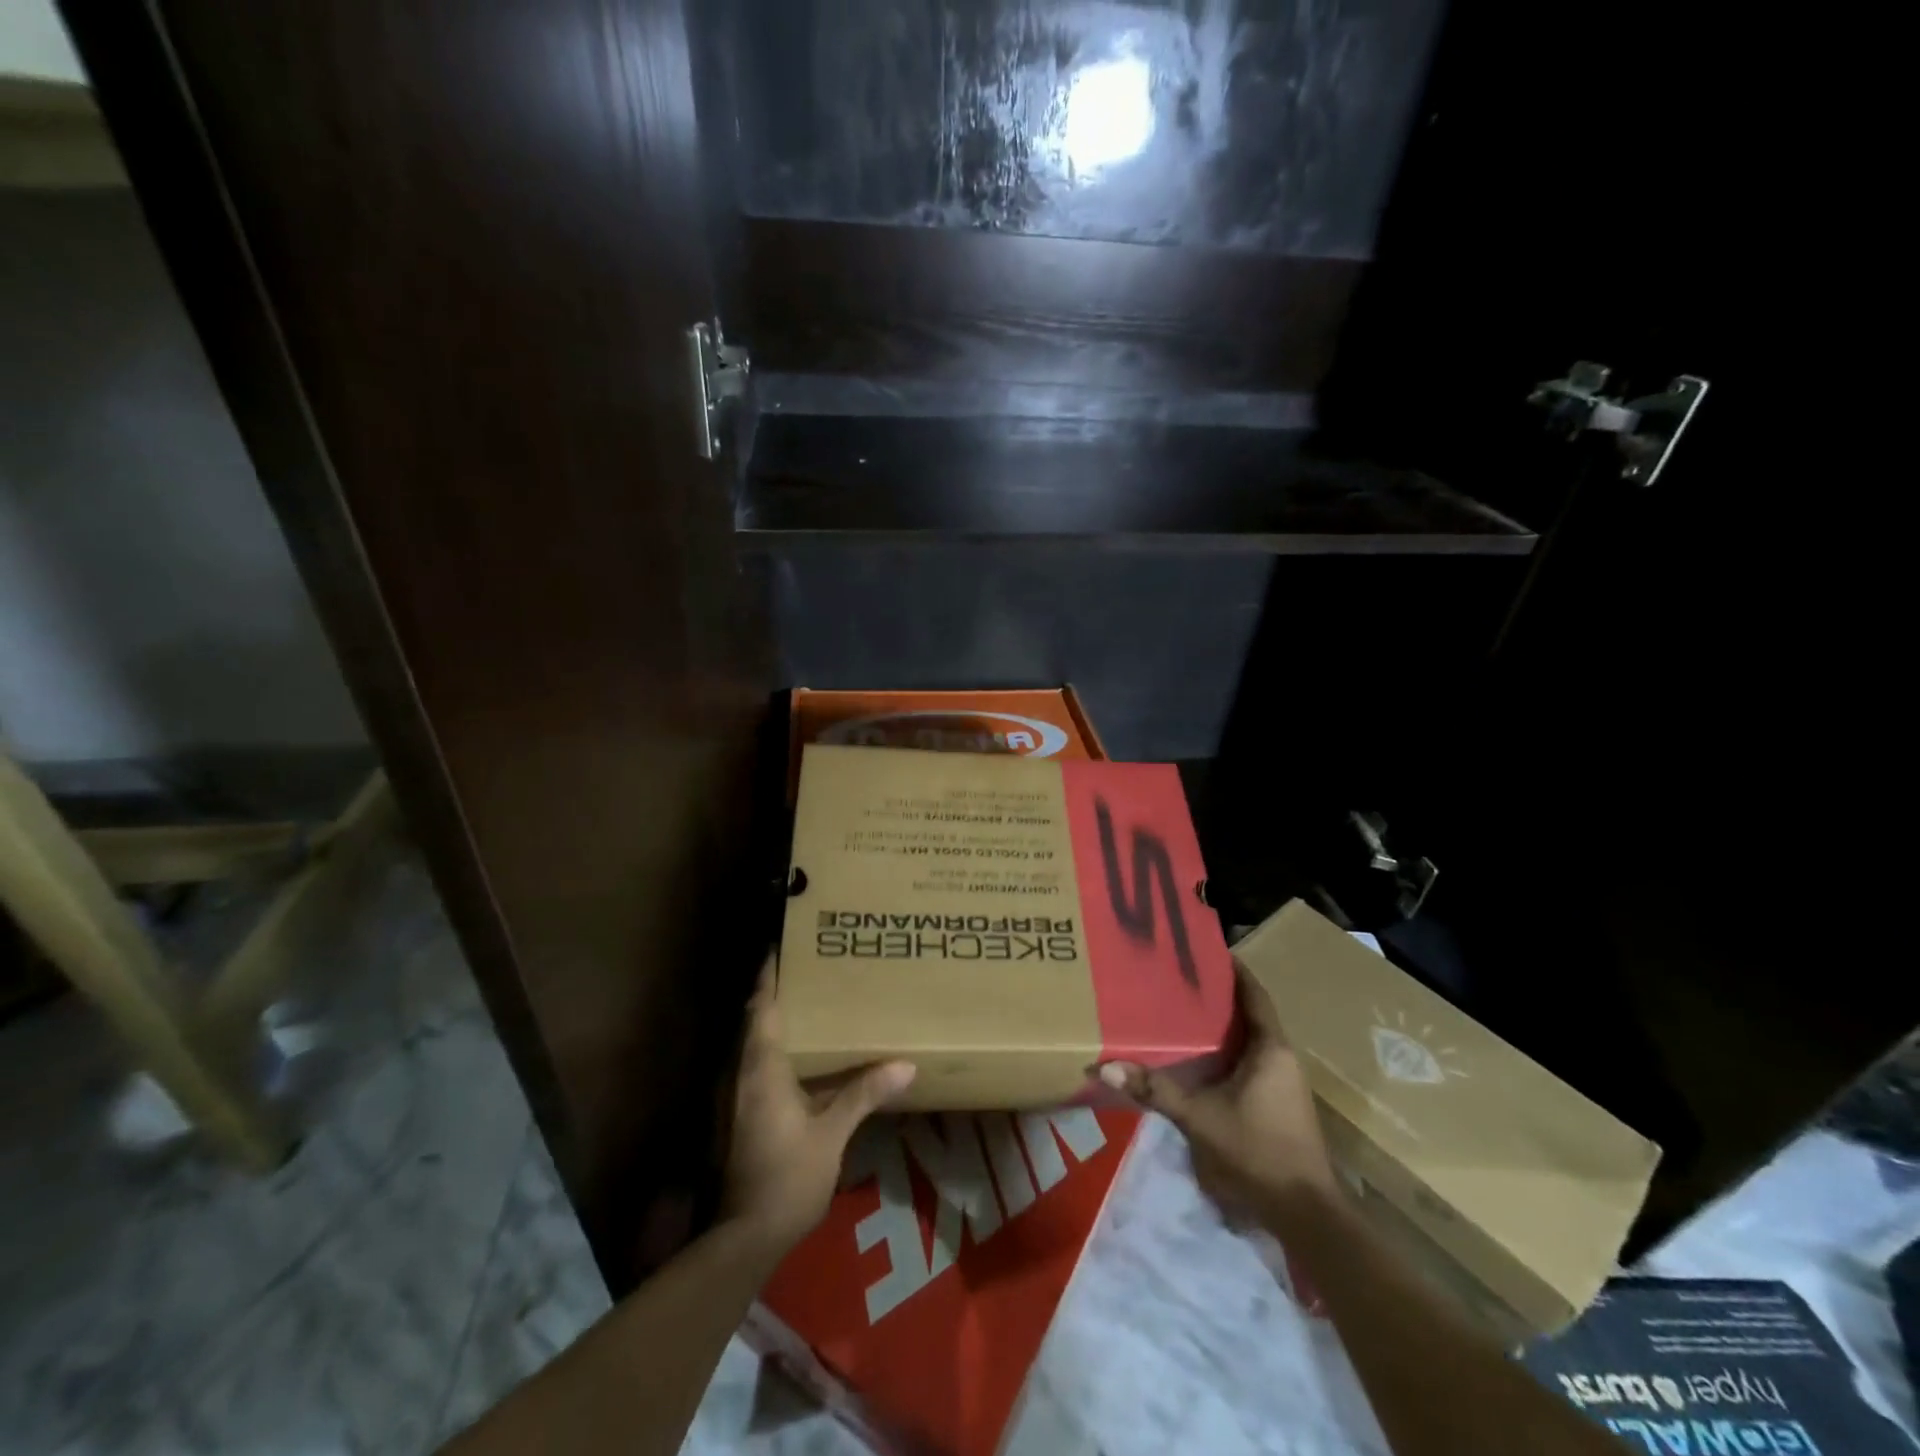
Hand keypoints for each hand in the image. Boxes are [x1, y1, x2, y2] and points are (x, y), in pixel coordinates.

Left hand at [722, 955, 915, 1254]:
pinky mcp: (739, 1117)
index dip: (769, 976)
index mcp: (761, 1068)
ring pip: (754, 1045)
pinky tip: (805, 1058)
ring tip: (811, 1005)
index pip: (762, 1008)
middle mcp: (742, 1074)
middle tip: (808, 970)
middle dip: (775, 993)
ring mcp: (736, 1097)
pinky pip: (758, 1067)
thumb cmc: (788, 1177)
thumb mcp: (831, 1134)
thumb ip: (864, 1094)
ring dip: (775, 1022)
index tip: (781, 946)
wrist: (745, 1237)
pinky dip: (777, 1050)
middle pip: (755, 1021)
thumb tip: (905, 1064)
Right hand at [1100, 959, 1335, 1221]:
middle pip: (1250, 1013)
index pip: (1254, 994)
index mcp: (1271, 1049)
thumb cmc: (1257, 1151)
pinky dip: (1226, 1051)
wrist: (1305, 1214)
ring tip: (1182, 1009)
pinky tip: (1199, 1057)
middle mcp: (1282, 1057)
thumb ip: (1155, 1090)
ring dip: (1223, 1025)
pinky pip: (1250, 1061)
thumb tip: (1105, 1066)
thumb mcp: (1200, 1118)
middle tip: (1180, 977)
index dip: (1234, 970)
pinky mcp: (1278, 1103)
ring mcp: (1283, 1082)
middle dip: (1219, 995)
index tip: (1205, 949)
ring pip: (1250, 1039)